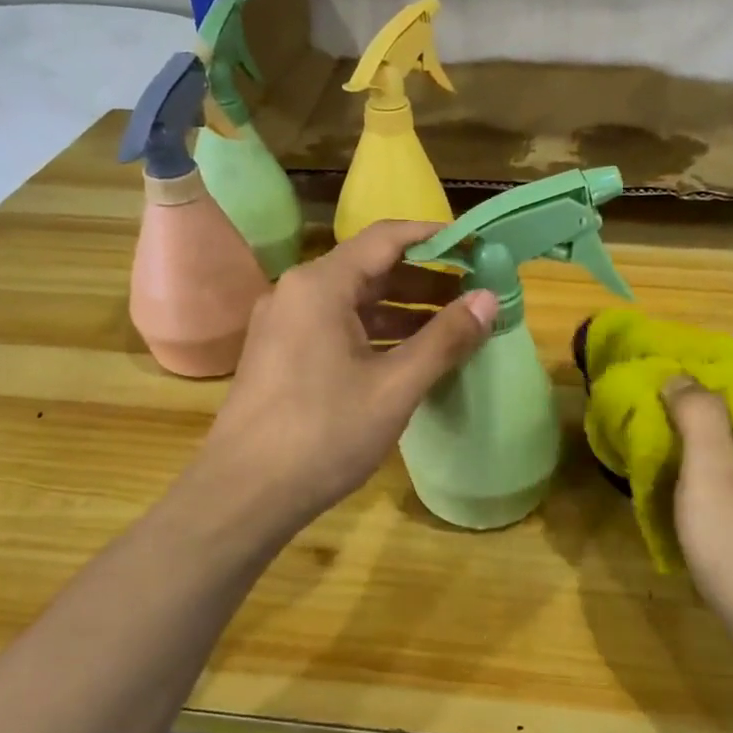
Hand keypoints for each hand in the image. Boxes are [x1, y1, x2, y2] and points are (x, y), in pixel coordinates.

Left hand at [198, 221, 497, 526]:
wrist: (243, 494)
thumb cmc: (323, 434)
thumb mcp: (394, 387)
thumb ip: (445, 339)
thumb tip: (489, 299)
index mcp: (320, 285)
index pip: (387, 238)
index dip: (436, 238)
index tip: (478, 248)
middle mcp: (297, 292)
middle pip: (371, 268)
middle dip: (426, 279)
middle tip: (474, 293)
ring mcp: (285, 325)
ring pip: (354, 302)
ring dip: (404, 310)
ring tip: (453, 326)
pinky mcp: (282, 355)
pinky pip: (337, 327)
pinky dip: (377, 333)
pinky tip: (410, 356)